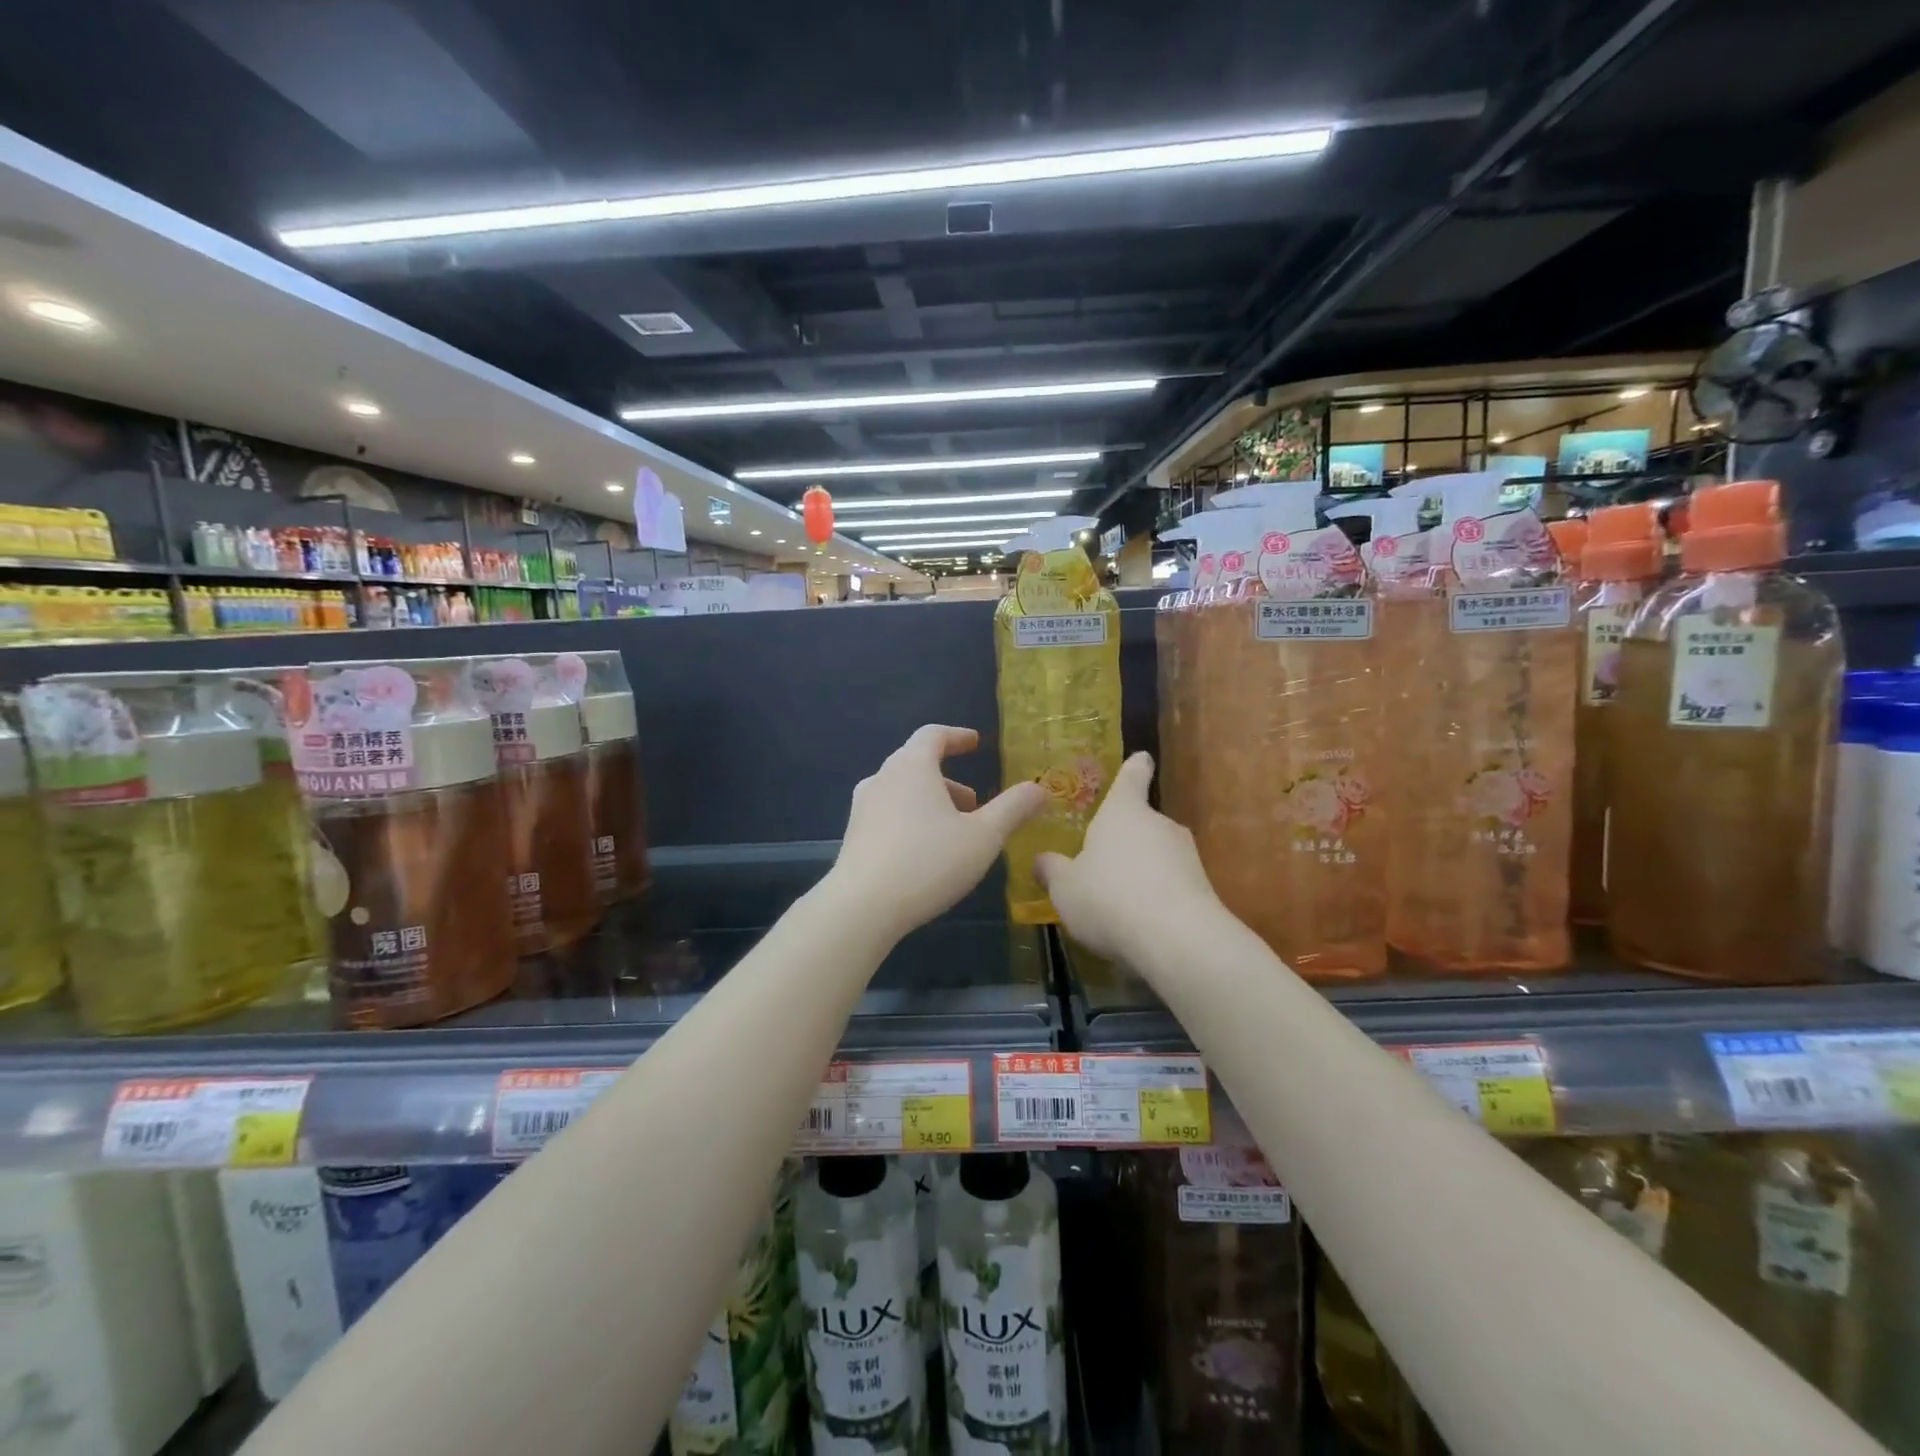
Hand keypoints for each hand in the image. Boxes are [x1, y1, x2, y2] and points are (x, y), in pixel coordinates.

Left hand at [830, 725, 1045, 939]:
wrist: (862, 907)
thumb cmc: (928, 862)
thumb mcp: (984, 836)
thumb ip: (1013, 808)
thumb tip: (1039, 788)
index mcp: (912, 766)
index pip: (933, 734)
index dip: (957, 736)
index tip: (975, 743)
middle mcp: (882, 778)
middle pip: (917, 763)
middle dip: (949, 778)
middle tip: (975, 803)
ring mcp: (863, 807)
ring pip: (902, 791)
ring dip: (931, 802)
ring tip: (955, 831)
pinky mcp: (854, 836)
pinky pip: (888, 814)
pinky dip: (912, 819)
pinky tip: (926, 853)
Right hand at [1035, 752, 1221, 960]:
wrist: (1175, 939)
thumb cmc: (1108, 897)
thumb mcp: (1065, 888)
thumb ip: (1052, 871)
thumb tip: (1041, 860)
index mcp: (1123, 811)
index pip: (1131, 777)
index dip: (1134, 767)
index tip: (1142, 758)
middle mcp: (1159, 823)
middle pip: (1141, 822)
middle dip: (1125, 839)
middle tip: (1101, 862)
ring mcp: (1186, 855)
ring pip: (1157, 855)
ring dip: (1141, 871)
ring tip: (1117, 903)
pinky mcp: (1203, 888)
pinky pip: (1172, 885)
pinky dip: (1157, 897)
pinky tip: (1140, 924)